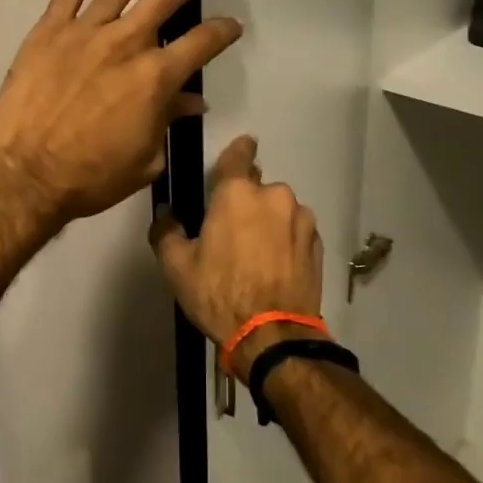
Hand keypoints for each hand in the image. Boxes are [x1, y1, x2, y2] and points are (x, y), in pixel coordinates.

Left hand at [0, 0, 249, 227]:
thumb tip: (193, 102)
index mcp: (157, 78)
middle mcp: (129, 42)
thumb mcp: (145, 159)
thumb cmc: (90, 177)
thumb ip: (169, 121)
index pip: (204, 41)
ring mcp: (88, 30)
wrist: (24, 177)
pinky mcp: (51, 28)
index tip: (233, 26)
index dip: (224, 31)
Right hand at [149, 135, 323, 383]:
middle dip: (247, 202)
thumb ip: (167, 232)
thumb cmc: (219, 294)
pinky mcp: (317, 244)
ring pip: (280, 210)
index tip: (241, 147)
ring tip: (257, 255)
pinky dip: (287, 241)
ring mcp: (301, 219)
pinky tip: (276, 267)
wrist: (272, 336)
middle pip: (258, 188)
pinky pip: (296, 231)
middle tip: (233, 232)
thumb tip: (165, 212)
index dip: (238, 149)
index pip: (238, 155)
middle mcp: (275, 196)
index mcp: (238, 193)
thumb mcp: (177, 267)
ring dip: (269, 222)